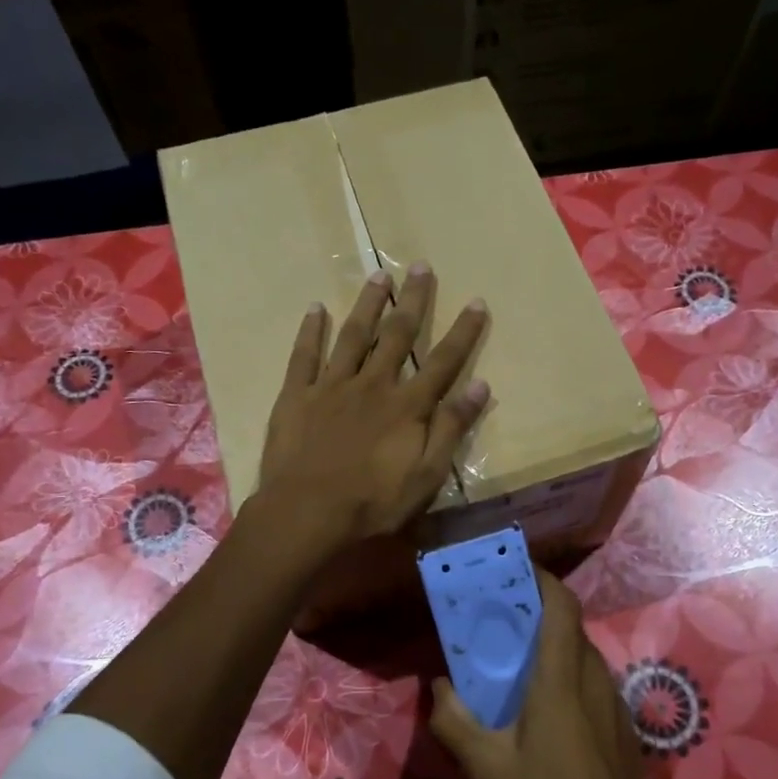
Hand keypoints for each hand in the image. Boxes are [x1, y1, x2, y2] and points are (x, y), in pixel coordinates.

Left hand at [255, 263, 488, 560]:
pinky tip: (315, 308)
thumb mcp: (426, 476)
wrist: (307, 512)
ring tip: (378, 275)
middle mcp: (373, 384)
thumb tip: (480, 386)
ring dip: (367, 304)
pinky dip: (310, 330)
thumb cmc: (372, 502)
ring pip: (353, 335)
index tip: (476, 302)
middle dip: (413, 300)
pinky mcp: (297, 395)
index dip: (462, 332)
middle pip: (397, 335)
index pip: (443, 362)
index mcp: (406, 406)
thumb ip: (451, 428)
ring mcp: (332, 386)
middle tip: (421, 266)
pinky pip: (304, 355)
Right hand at [429, 569, 676, 778]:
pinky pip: (591, 679)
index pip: (561, 607)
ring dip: (551, 643)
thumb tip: (439, 686)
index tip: (514, 569)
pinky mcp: (621, 723)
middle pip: (569, 625)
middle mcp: (593, 679)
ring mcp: (613, 701)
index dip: (542, 579)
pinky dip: (566, 671)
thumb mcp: (489, 768)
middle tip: (499, 617)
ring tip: (514, 658)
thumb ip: (456, 721)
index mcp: (562, 680)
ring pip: (581, 653)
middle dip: (537, 610)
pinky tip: (543, 705)